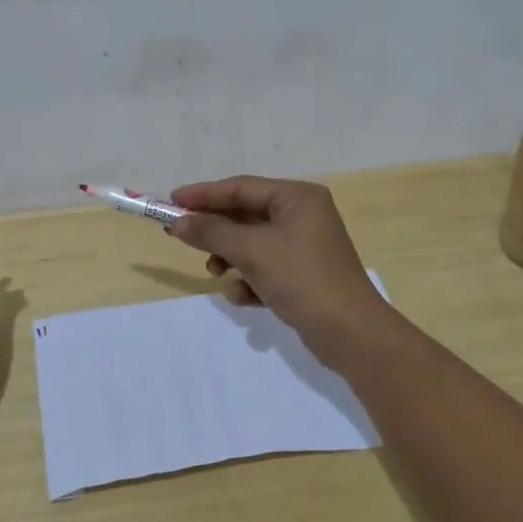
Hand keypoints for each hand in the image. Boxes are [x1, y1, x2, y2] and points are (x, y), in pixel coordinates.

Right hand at [166, 176, 399, 366]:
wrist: (351, 334)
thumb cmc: (302, 278)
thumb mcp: (252, 251)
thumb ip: (212, 232)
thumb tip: (178, 222)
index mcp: (297, 198)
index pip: (241, 187)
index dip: (204, 194)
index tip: (171, 202)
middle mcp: (302, 215)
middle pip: (245, 215)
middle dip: (216, 231)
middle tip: (180, 237)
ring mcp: (304, 247)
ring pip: (252, 244)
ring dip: (231, 258)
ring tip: (217, 273)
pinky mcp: (303, 276)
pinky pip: (265, 268)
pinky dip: (250, 280)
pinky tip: (245, 297)